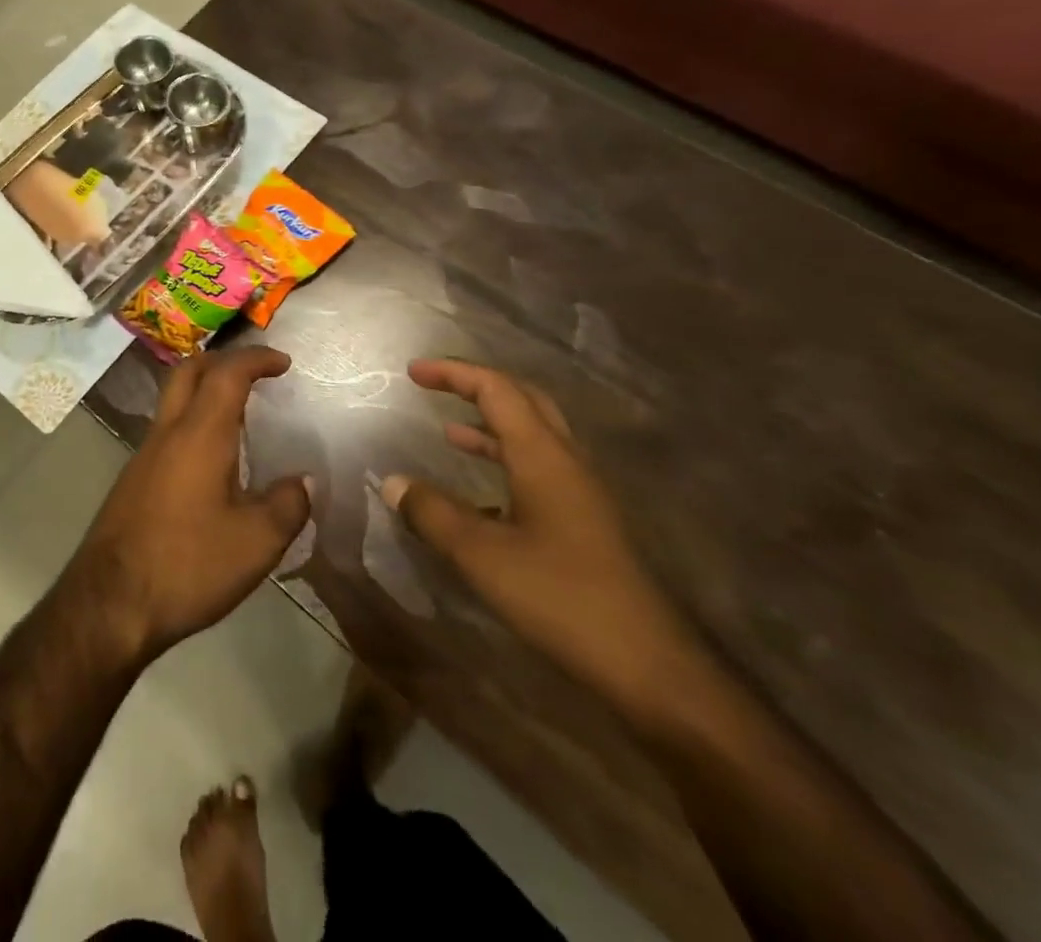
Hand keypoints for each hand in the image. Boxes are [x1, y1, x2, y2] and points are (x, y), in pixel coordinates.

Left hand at [69, 347, 311, 663]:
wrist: (110, 602)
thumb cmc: (188, 565)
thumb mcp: (256, 543)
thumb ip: (287, 505)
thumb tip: (302, 482)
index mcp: (199, 434)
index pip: (227, 373)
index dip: (256, 359)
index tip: (284, 363)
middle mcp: (167, 432)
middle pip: (189, 371)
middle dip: (224, 360)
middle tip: (256, 372)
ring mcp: (144, 454)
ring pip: (173, 398)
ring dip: (205, 390)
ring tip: (240, 412)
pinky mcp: (134, 479)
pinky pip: (167, 429)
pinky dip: (193, 420)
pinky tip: (212, 457)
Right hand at [382, 359, 693, 712]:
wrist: (648, 667)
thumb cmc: (561, 597)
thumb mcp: (481, 554)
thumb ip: (432, 513)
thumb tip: (392, 483)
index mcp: (543, 456)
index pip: (497, 390)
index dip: (454, 374)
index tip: (413, 372)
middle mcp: (567, 462)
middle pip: (523, 401)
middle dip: (476, 387)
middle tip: (435, 387)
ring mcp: (581, 494)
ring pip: (534, 437)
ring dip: (491, 425)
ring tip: (449, 431)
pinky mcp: (585, 524)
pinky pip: (539, 471)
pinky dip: (504, 462)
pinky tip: (480, 494)